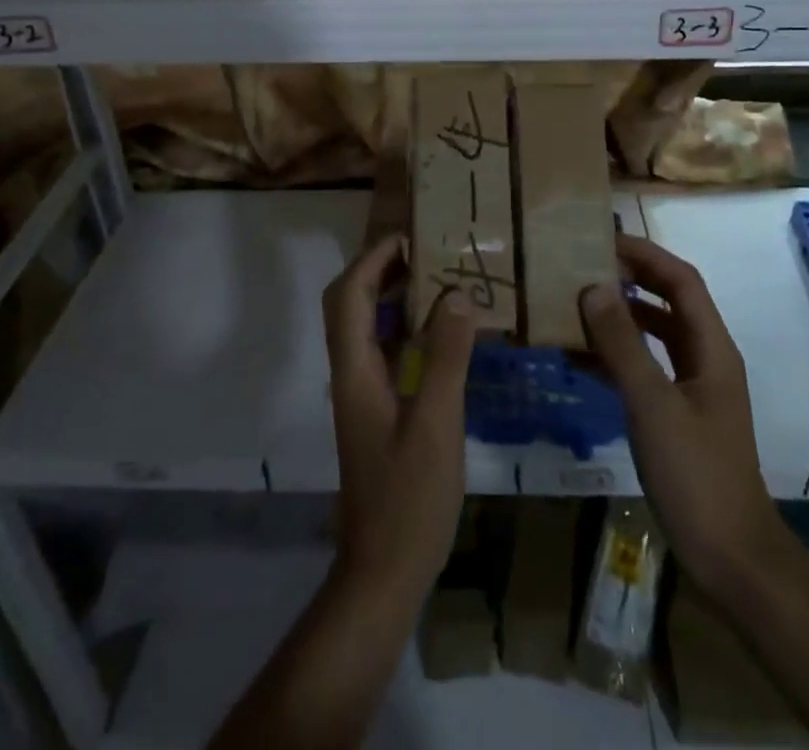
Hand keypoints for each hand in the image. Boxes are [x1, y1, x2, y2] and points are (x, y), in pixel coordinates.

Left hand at [323, 233, 476, 604]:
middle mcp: (351, 373)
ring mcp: (363, 393)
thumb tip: (458, 294)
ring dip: (393, 296)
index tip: (412, 238)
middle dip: (380, 269)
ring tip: (438, 280)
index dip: (374, 259)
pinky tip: (443, 333)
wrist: (385, 570)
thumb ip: (446, 356)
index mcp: (355, 370)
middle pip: (350, 304)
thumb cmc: (409, 497)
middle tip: (426, 253)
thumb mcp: (436, 422)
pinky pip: (386, 351)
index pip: (350, 295)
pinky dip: (407, 328)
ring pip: (367, 326)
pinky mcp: (378, 410)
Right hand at [580, 234, 784, 605]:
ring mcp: (691, 388)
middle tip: (582, 265)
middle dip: (629, 279)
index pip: (681, 280)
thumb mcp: (653, 404)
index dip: (646, 254)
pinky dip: (614, 357)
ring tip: (573, 303)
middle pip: (667, 302)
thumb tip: (592, 286)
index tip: (603, 239)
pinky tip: (577, 358)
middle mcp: (705, 358)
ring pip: (653, 335)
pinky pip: (643, 369)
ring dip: (618, 317)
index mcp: (711, 347)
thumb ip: (622, 344)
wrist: (731, 558)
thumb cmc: (696, 474)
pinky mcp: (675, 414)